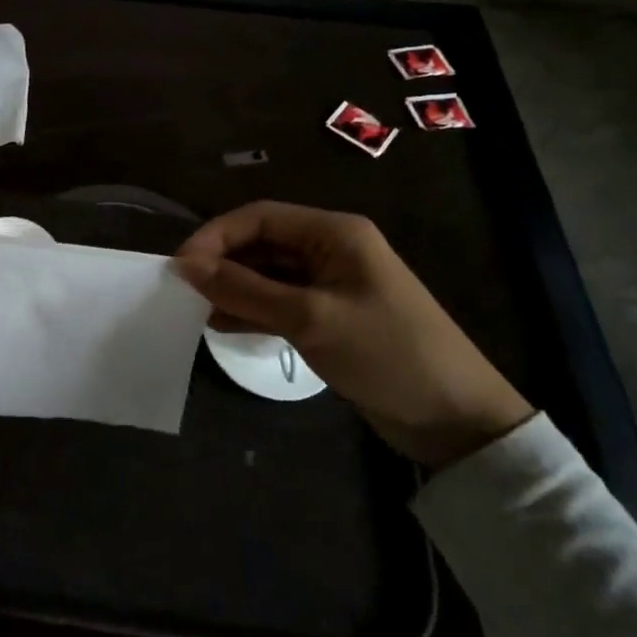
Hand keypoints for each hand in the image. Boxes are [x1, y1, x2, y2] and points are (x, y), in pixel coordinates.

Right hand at [176, 202, 532, 468]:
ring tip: (197, 311)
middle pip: (262, 243)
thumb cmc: (385, 353)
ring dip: (234, 288)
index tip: (180, 267)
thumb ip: (245, 289)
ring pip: (268, 273)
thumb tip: (185, 266)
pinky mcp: (332, 314)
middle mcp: (331, 248)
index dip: (215, 236)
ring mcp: (332, 283)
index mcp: (334, 232)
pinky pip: (281, 300)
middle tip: (184, 292)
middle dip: (222, 263)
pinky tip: (225, 325)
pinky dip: (253, 309)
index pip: (259, 217)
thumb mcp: (310, 318)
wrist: (456, 419)